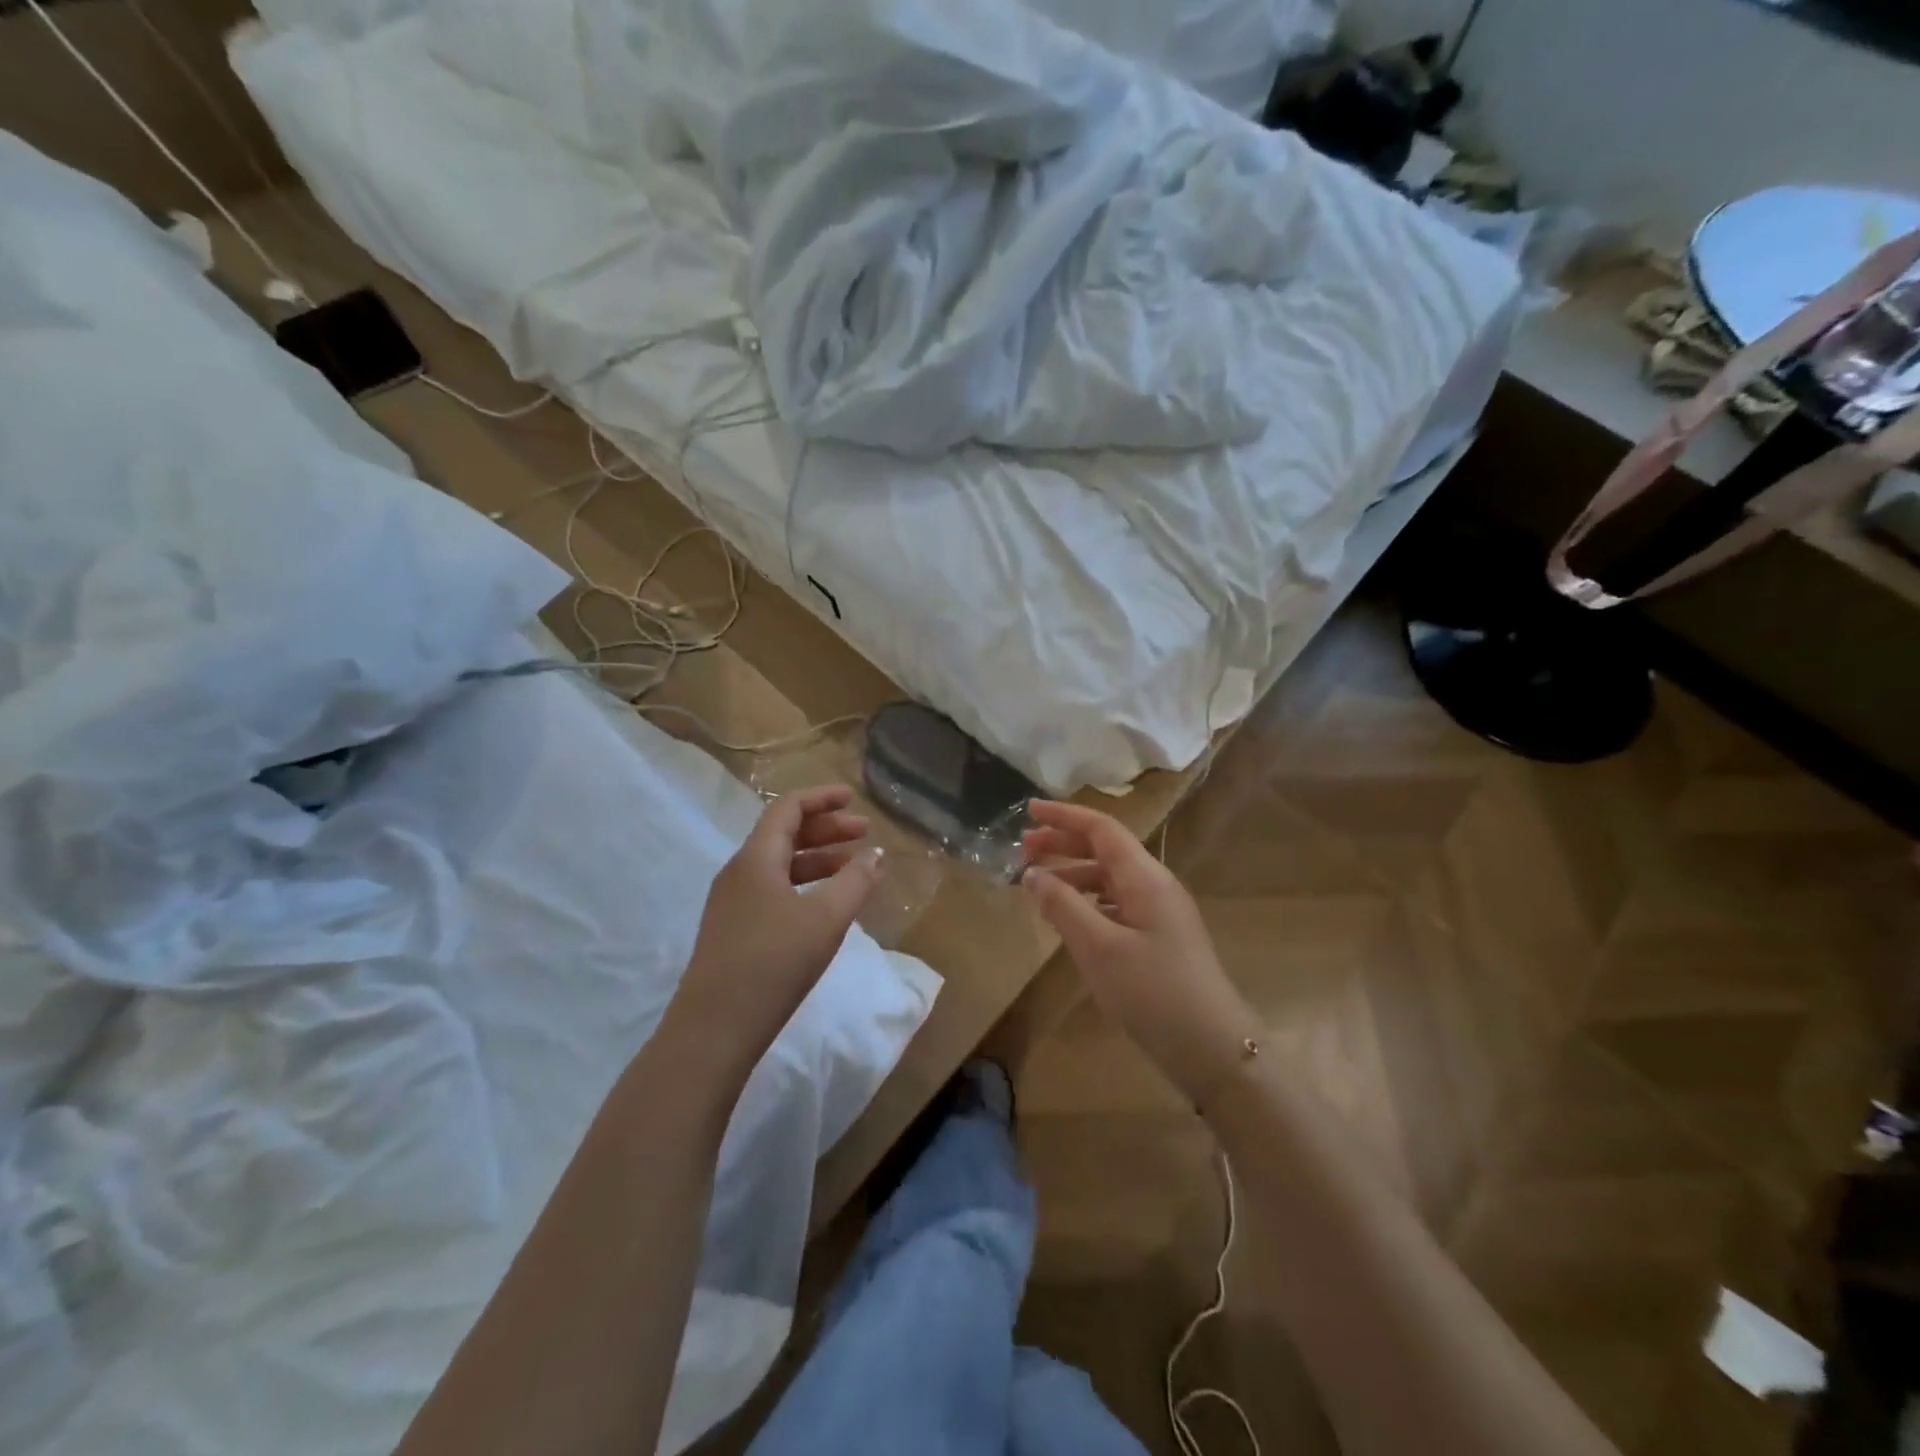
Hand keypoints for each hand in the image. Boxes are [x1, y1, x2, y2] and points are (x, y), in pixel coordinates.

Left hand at [668, 786, 882, 1074]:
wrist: (714, 1029)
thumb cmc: (774, 962)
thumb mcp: (826, 918)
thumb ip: (855, 881)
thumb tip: (876, 854)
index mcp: (756, 858)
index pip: (788, 808)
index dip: (822, 798)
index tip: (854, 798)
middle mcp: (739, 872)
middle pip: (784, 834)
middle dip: (826, 829)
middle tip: (864, 834)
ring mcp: (731, 903)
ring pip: (779, 865)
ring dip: (817, 859)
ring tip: (852, 869)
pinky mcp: (732, 930)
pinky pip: (772, 890)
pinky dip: (803, 885)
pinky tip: (824, 905)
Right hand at [1022, 799, 1261, 1107]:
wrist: (1212, 1048)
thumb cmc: (1153, 992)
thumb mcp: (1098, 948)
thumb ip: (1063, 906)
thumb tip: (1032, 874)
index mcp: (1144, 877)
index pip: (1101, 828)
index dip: (1064, 815)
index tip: (1029, 809)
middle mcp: (1155, 884)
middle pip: (1105, 849)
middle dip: (1063, 843)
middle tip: (1024, 849)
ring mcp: (1160, 912)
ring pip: (1110, 877)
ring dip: (1073, 873)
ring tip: (1037, 886)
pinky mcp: (1160, 937)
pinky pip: (1116, 903)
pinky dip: (1087, 900)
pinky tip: (1068, 919)